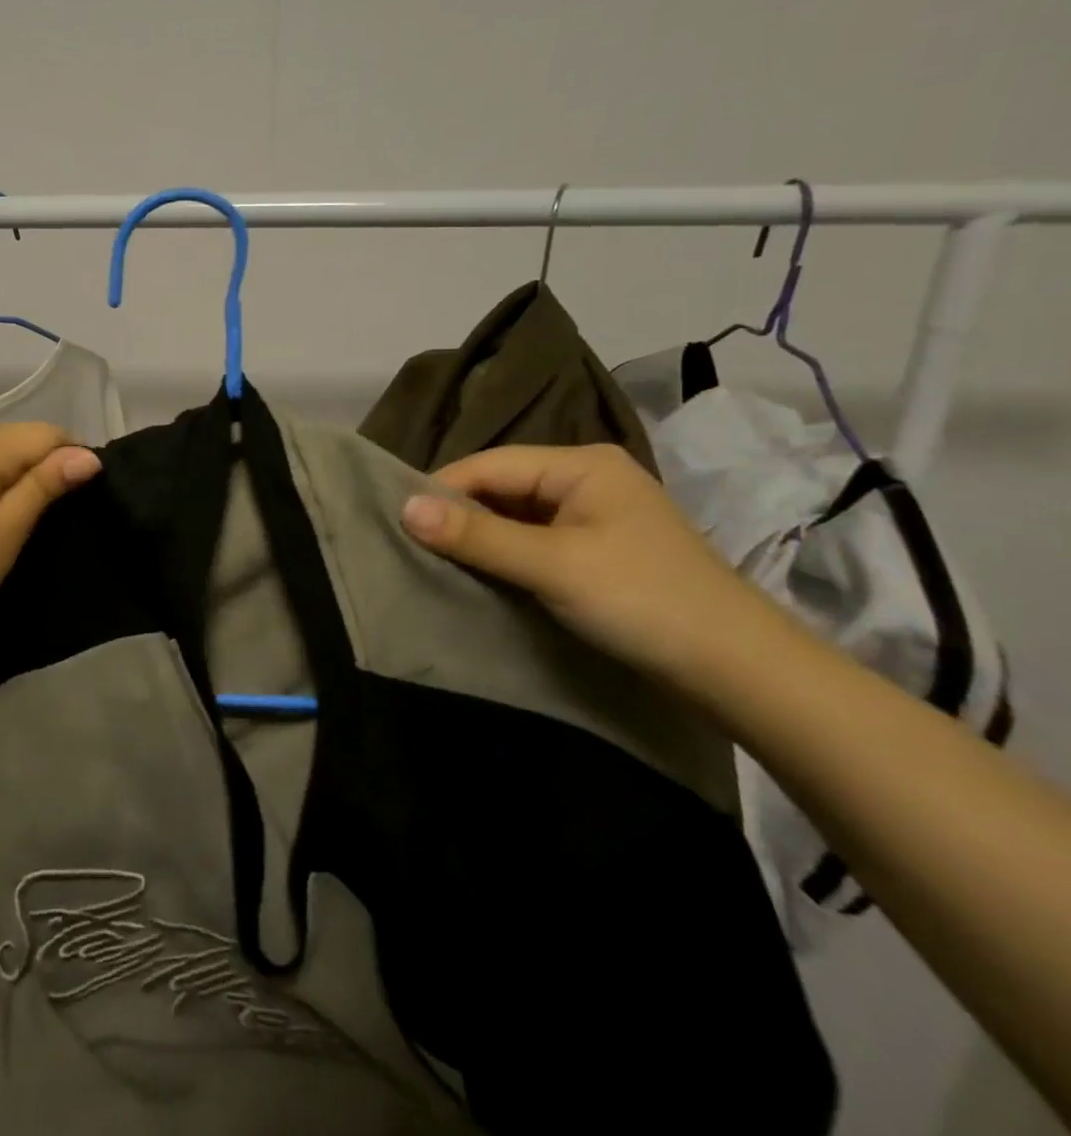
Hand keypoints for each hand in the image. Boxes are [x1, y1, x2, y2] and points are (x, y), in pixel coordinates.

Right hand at [399, 443, 789, 683]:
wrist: (741, 671)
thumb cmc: (642, 601)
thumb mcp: (551, 565)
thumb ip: (476, 535)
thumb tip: (404, 508)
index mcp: (582, 464)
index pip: (490, 464)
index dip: (441, 490)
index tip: (395, 520)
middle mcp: (587, 478)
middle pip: (502, 486)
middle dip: (458, 513)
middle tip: (410, 543)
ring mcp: (596, 514)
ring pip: (516, 514)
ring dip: (480, 535)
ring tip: (435, 558)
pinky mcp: (599, 548)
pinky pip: (535, 538)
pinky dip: (505, 552)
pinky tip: (481, 571)